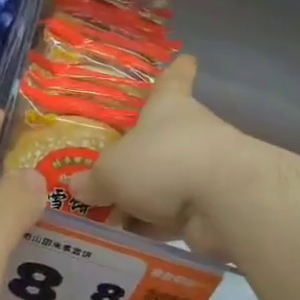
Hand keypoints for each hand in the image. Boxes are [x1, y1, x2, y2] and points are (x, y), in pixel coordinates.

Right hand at [69, 56, 245, 258]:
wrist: (223, 201)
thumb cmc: (162, 162)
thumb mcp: (111, 170)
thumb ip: (93, 180)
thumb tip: (76, 186)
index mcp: (169, 107)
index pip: (174, 79)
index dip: (176, 70)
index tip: (186, 58)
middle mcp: (190, 133)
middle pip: (163, 139)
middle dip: (139, 157)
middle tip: (105, 173)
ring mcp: (205, 171)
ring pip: (166, 182)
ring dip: (141, 200)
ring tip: (104, 218)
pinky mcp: (212, 207)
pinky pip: (173, 215)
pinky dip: (153, 227)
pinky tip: (124, 241)